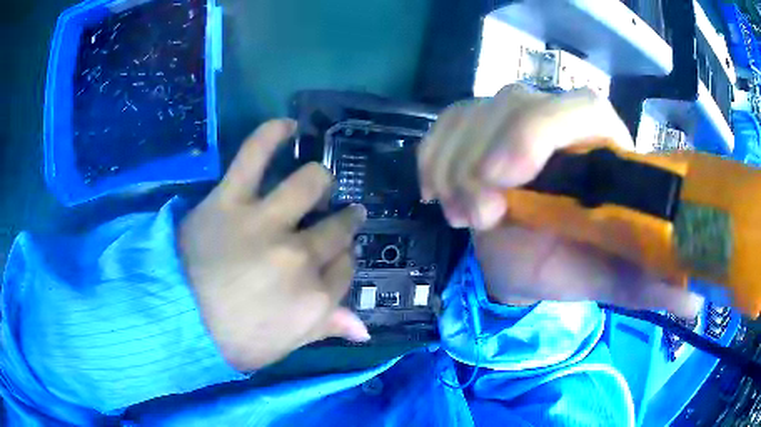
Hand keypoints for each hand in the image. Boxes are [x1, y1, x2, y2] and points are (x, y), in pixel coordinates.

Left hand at [180, 119, 369, 371]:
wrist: (175, 321)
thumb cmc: (232, 341)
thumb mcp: (284, 346)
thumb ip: (325, 330)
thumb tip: (364, 330)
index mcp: (315, 298)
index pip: (347, 268)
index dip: (344, 259)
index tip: (335, 258)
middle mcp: (300, 256)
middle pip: (337, 228)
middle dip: (342, 223)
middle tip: (336, 219)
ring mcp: (265, 223)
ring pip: (311, 184)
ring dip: (319, 182)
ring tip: (318, 182)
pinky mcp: (231, 200)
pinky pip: (254, 156)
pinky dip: (271, 134)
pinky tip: (288, 126)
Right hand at [418, 84, 701, 315]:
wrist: (529, 260)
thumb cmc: (573, 264)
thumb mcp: (611, 276)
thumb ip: (650, 282)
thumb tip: (693, 300)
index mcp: (602, 145)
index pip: (580, 108)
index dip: (540, 131)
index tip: (506, 178)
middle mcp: (557, 119)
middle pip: (514, 103)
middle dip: (483, 158)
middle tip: (476, 216)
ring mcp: (512, 119)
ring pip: (471, 113)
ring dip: (456, 167)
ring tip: (464, 217)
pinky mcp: (476, 128)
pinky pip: (444, 125)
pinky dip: (433, 157)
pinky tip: (437, 193)